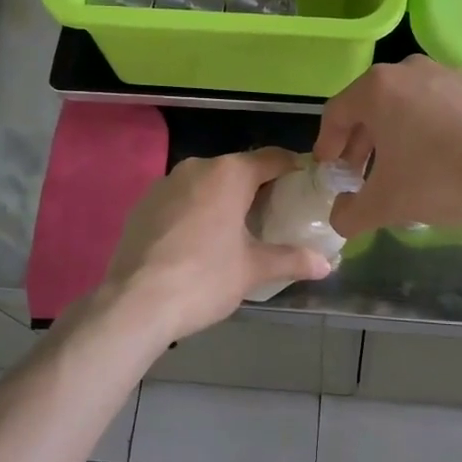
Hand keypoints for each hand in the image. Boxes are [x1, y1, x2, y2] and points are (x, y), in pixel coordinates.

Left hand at [102, 148, 332, 346]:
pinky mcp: (142, 205)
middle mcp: (196, 167)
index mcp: (229, 173)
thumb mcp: (254, 270)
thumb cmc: (204, 279)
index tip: (307, 187)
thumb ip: (292, 260)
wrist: (134, 303)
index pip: (273, 159)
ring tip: (237, 233)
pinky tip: (198, 243)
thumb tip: (327, 264)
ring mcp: (164, 184)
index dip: (294, 170)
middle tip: (276, 217)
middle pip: (238, 170)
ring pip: (206, 184)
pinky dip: (195, 213)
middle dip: (258, 189)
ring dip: (224, 201)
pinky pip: (180, 200)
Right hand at [312, 56, 461, 236]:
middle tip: (358, 176)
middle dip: (360, 144)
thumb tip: (339, 218)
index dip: (327, 145)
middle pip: (370, 108)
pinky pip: (435, 108)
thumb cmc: (442, 179)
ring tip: (396, 172)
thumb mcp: (386, 204)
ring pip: (404, 106)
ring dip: (392, 138)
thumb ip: (350, 213)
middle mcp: (409, 70)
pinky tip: (435, 162)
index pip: (337, 114)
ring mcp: (447, 75)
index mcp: (378, 88)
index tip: (328, 170)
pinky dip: (424, 131)